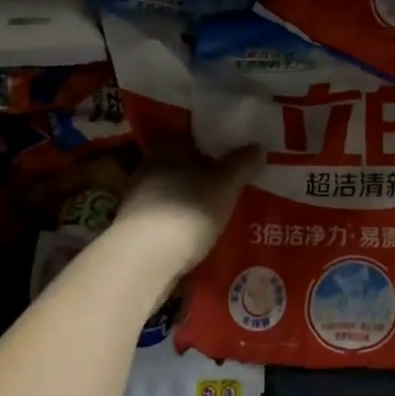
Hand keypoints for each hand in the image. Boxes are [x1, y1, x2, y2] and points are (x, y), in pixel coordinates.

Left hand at [99, 147, 262, 287]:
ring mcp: (139, 198)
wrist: (144, 260)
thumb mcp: (225, 185)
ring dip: (193, 197)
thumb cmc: (188, 210)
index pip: (192, 134)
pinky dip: (183, 219)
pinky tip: (200, 230)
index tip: (233, 148)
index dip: (213, 140)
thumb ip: (241, 165)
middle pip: (183, 163)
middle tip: (232, 179)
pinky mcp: (136, 228)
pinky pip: (168, 215)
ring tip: (220, 207)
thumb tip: (257, 147)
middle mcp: (150, 167)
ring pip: (174, 190)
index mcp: (168, 147)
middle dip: (205, 171)